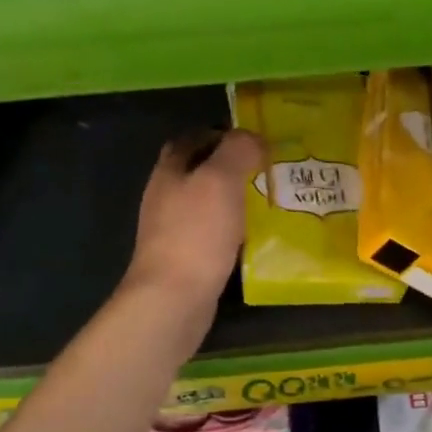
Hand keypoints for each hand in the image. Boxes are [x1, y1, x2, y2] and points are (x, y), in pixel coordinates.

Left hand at [122, 129, 262, 320]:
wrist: (173, 297)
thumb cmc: (196, 233)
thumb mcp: (221, 180)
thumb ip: (238, 150)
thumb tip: (252, 138)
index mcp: (169, 171)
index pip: (191, 139)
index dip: (219, 133)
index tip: (252, 140)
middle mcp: (165, 196)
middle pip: (197, 171)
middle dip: (229, 167)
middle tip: (264, 169)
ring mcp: (172, 230)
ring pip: (205, 203)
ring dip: (232, 198)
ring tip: (265, 200)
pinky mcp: (184, 258)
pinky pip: (210, 232)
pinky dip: (231, 228)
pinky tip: (252, 235)